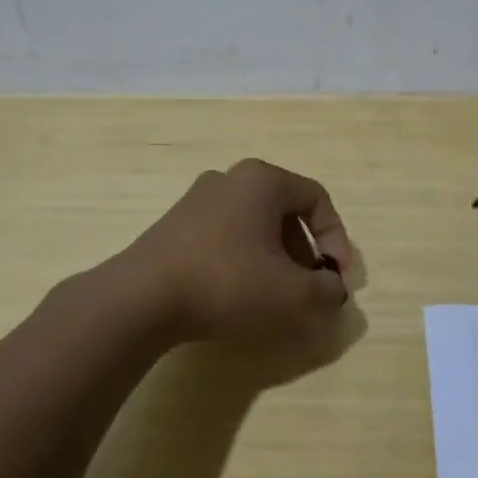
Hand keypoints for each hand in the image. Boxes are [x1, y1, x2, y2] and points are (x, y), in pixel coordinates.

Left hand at [123, 159, 356, 344]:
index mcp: (262, 180)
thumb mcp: (293, 294)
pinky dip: (243, 261)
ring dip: (275, 258)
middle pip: (284, 211)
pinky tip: (238, 296)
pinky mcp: (174, 226)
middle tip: (308, 288)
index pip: (317, 199)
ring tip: (276, 297)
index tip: (337, 278)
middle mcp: (229, 179)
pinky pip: (225, 237)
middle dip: (305, 252)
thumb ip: (326, 290)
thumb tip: (332, 289)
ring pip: (253, 225)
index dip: (336, 239)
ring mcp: (196, 200)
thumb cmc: (227, 283)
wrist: (141, 299)